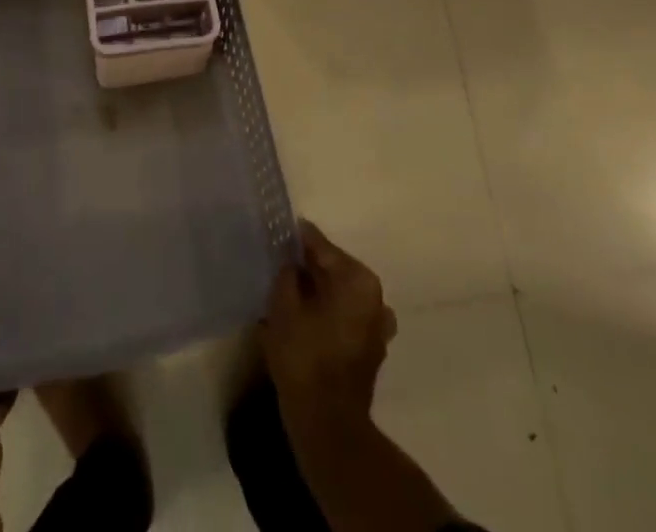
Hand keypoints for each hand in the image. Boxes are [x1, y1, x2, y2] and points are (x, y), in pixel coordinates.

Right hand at [259, 220, 397, 431]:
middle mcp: (374, 296)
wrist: (327, 424)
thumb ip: (287, 273)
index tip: (278, 231)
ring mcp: (377, 324)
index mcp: (358, 279)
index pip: (321, 246)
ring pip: (340, 293)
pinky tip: (304, 317)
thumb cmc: (305, 357)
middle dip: (308, 266)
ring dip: (317, 290)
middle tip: (279, 261)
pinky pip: (344, 316)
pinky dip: (327, 312)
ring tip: (288, 290)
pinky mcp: (371, 348)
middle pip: (334, 269)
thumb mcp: (284, 304)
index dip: (297, 239)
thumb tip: (292, 263)